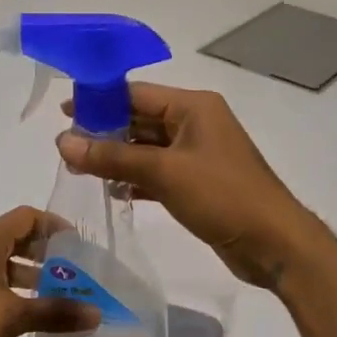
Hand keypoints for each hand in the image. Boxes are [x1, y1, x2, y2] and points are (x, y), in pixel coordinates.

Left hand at [0, 207, 98, 336]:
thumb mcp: (11, 317)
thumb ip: (55, 312)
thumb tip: (96, 313)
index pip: (27, 217)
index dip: (56, 227)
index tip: (80, 246)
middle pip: (14, 238)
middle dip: (45, 255)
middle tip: (73, 275)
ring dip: (26, 275)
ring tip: (52, 299)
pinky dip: (6, 288)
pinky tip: (19, 314)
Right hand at [57, 84, 316, 287]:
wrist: (273, 242)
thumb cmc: (222, 196)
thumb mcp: (164, 173)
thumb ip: (113, 157)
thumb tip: (63, 143)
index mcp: (194, 107)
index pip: (136, 93)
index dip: (98, 100)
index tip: (63, 113)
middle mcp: (196, 124)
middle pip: (140, 119)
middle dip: (104, 132)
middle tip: (65, 148)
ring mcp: (198, 155)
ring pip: (147, 149)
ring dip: (116, 158)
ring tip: (78, 169)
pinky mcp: (198, 183)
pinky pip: (158, 173)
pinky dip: (135, 179)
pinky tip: (110, 191)